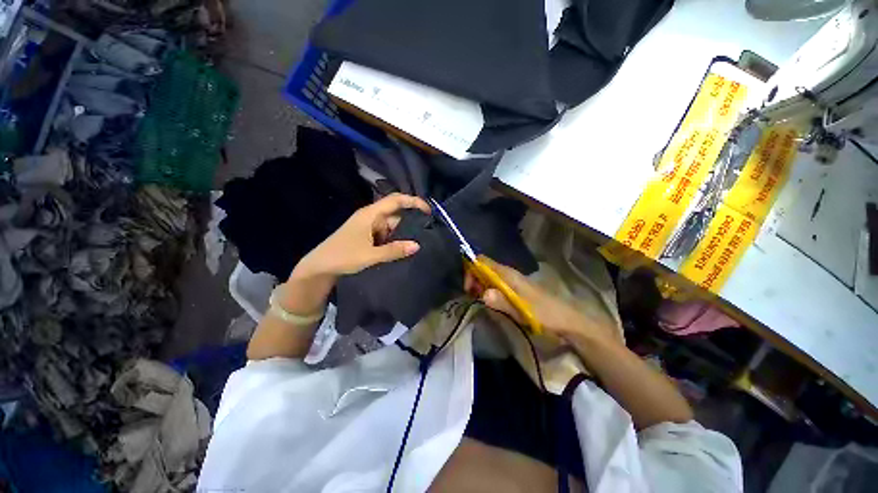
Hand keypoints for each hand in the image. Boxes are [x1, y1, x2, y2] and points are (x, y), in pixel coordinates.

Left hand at [293, 193, 430, 279]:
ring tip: (418, 243)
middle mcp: (371, 217)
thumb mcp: (370, 255)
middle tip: (427, 233)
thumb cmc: (343, 256)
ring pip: (392, 226)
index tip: (428, 211)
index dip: (413, 201)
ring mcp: (369, 226)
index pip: (395, 200)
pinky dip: (395, 240)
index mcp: (370, 214)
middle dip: (411, 222)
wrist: (319, 267)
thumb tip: (417, 245)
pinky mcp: (367, 235)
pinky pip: (386, 234)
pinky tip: (403, 249)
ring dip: (403, 234)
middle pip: (396, 214)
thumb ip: (394, 250)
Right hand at [465, 256, 617, 343]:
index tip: (469, 288)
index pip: (483, 261)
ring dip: (480, 286)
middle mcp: (508, 274)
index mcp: (508, 274)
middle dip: (474, 279)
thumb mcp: (523, 310)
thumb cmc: (545, 313)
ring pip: (489, 276)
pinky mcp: (514, 289)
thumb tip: (483, 294)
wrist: (566, 319)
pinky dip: (488, 290)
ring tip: (478, 300)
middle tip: (472, 297)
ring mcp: (512, 281)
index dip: (472, 270)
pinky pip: (495, 284)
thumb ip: (503, 301)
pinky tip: (490, 302)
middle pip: (484, 268)